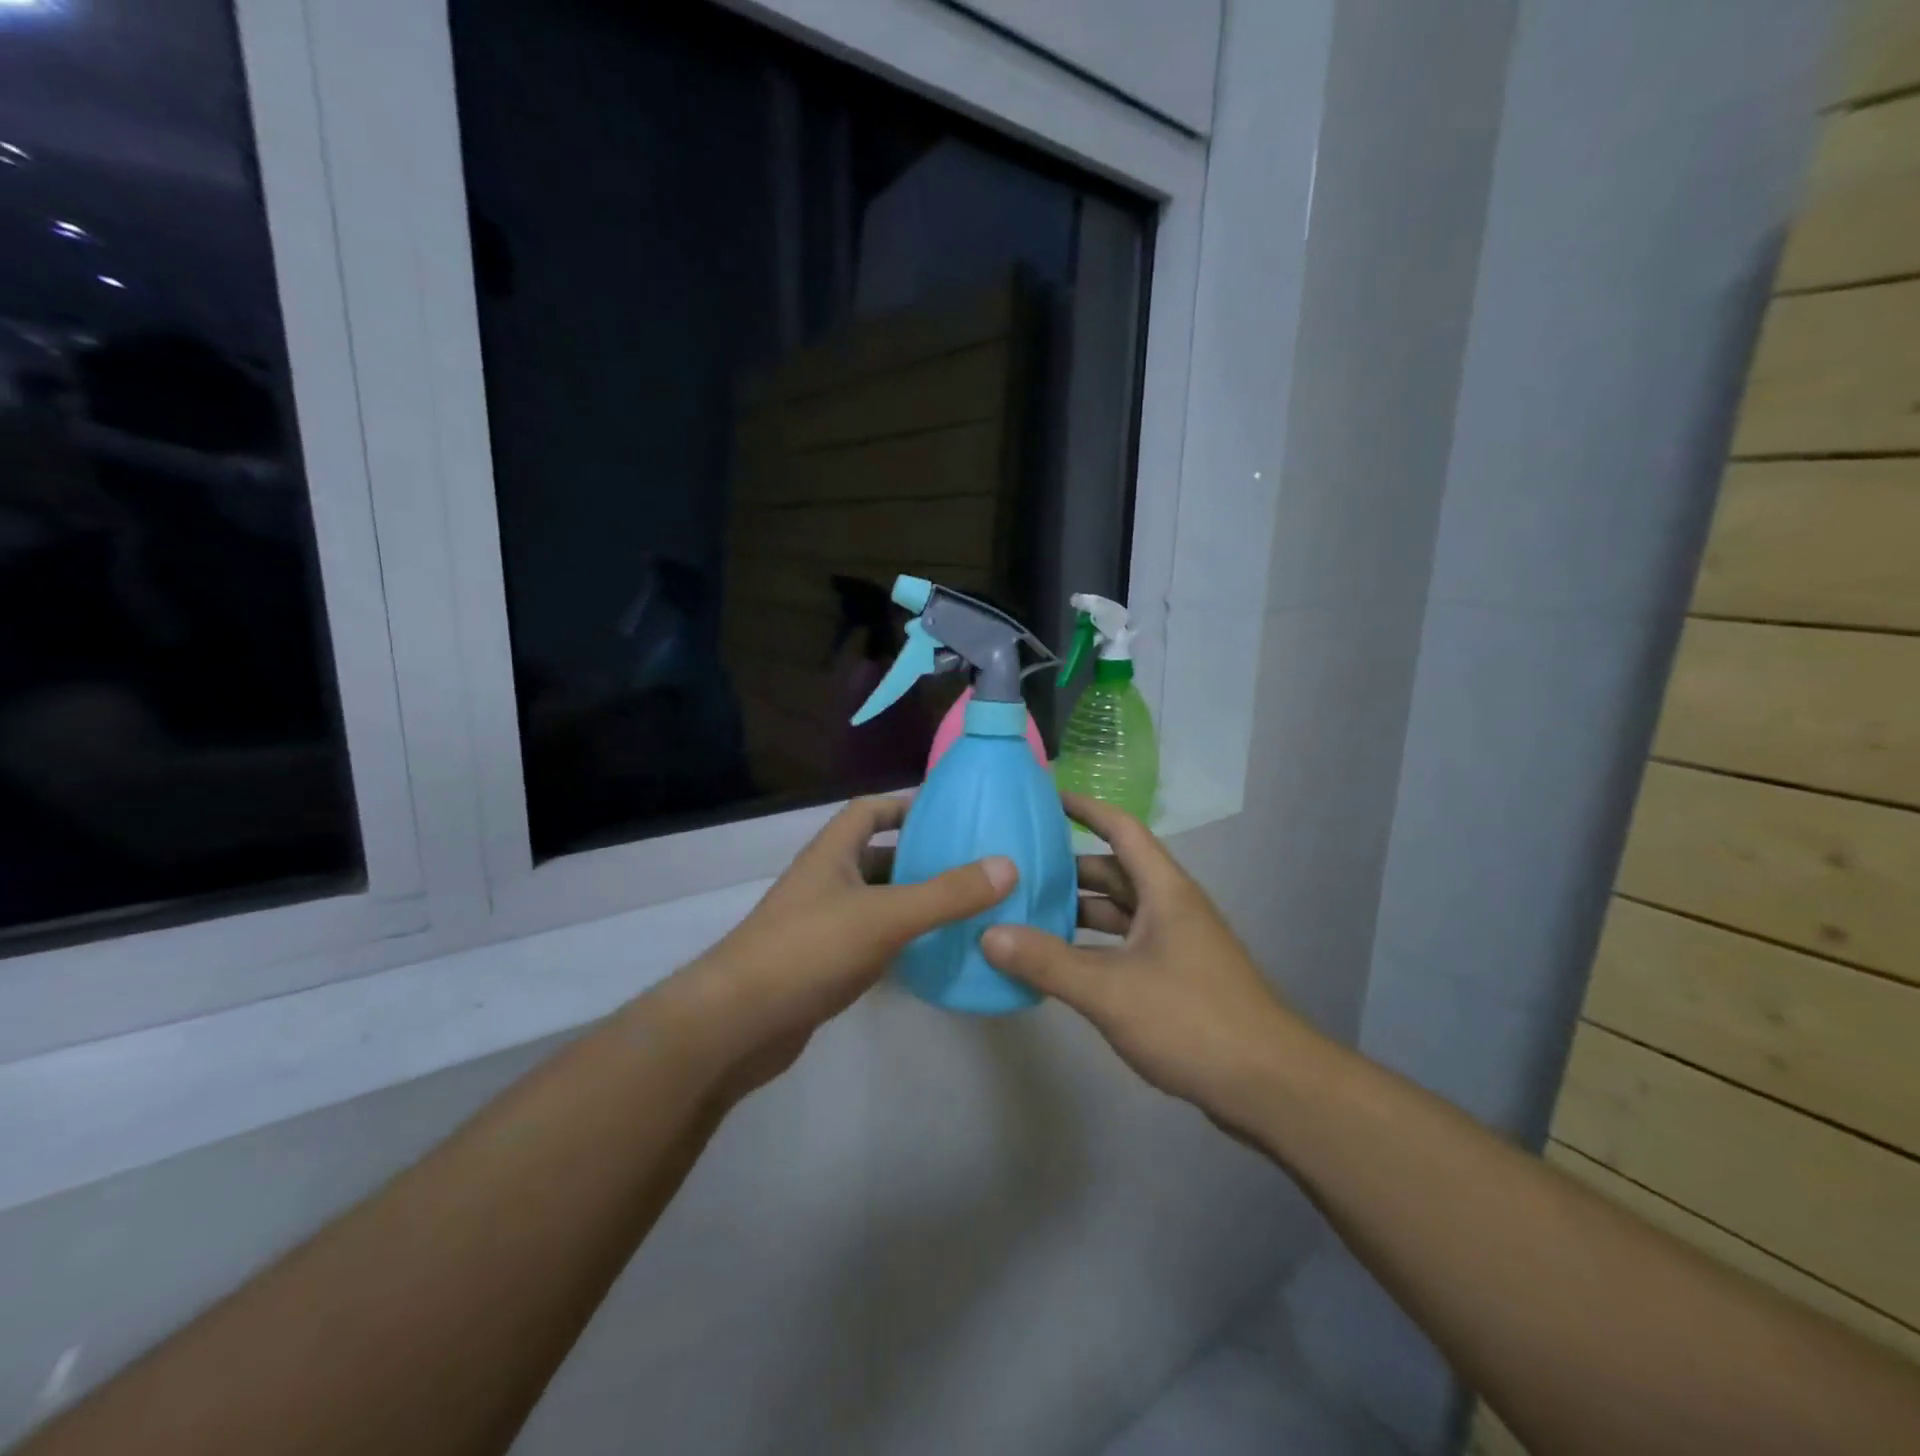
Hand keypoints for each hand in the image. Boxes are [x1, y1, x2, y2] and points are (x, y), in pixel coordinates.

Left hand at [664, 795, 1016, 1098]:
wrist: (738, 1024)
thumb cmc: (809, 950)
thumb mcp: (885, 916)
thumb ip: (946, 893)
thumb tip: (1007, 865)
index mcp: (832, 853)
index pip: (868, 810)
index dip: (905, 805)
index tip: (949, 813)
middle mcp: (824, 881)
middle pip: (876, 856)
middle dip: (919, 856)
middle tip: (972, 865)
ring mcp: (820, 924)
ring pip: (875, 901)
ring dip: (912, 901)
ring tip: (964, 907)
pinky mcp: (821, 965)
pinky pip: (869, 939)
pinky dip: (899, 940)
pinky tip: (931, 953)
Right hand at [982, 794, 1310, 1129]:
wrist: (1269, 1086)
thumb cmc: (1192, 1019)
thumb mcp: (1111, 990)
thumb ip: (1048, 962)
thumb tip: (988, 934)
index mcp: (1164, 890)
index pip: (1121, 829)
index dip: (1085, 808)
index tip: (1045, 797)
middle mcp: (1170, 907)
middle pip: (1114, 872)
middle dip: (1067, 868)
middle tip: (1016, 869)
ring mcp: (1175, 944)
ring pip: (1117, 913)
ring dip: (1077, 912)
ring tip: (1025, 915)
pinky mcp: (1175, 978)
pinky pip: (1123, 947)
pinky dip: (1091, 948)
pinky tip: (1058, 964)